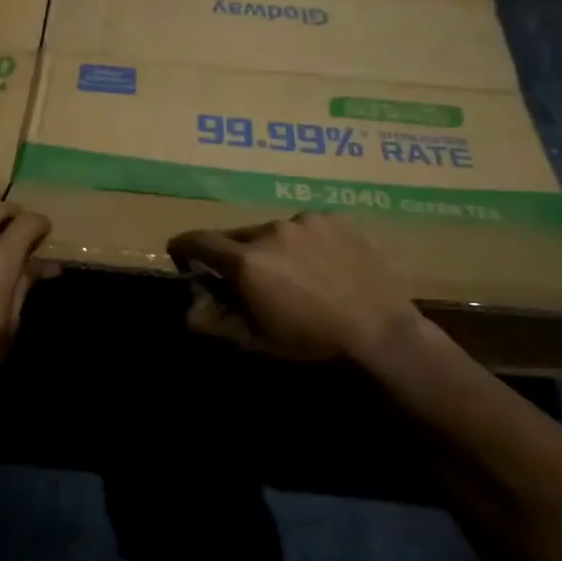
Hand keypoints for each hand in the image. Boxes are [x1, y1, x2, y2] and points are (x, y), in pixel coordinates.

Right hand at [167, 213, 430, 366]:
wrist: (381, 330)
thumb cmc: (313, 341)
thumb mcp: (258, 339)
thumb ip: (216, 320)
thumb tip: (188, 307)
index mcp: (247, 261)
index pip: (199, 240)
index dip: (184, 246)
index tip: (181, 255)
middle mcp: (270, 231)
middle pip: (236, 236)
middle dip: (233, 255)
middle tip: (247, 280)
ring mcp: (303, 221)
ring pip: (271, 231)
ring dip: (270, 248)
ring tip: (293, 275)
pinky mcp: (331, 219)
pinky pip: (303, 227)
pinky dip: (301, 242)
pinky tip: (320, 265)